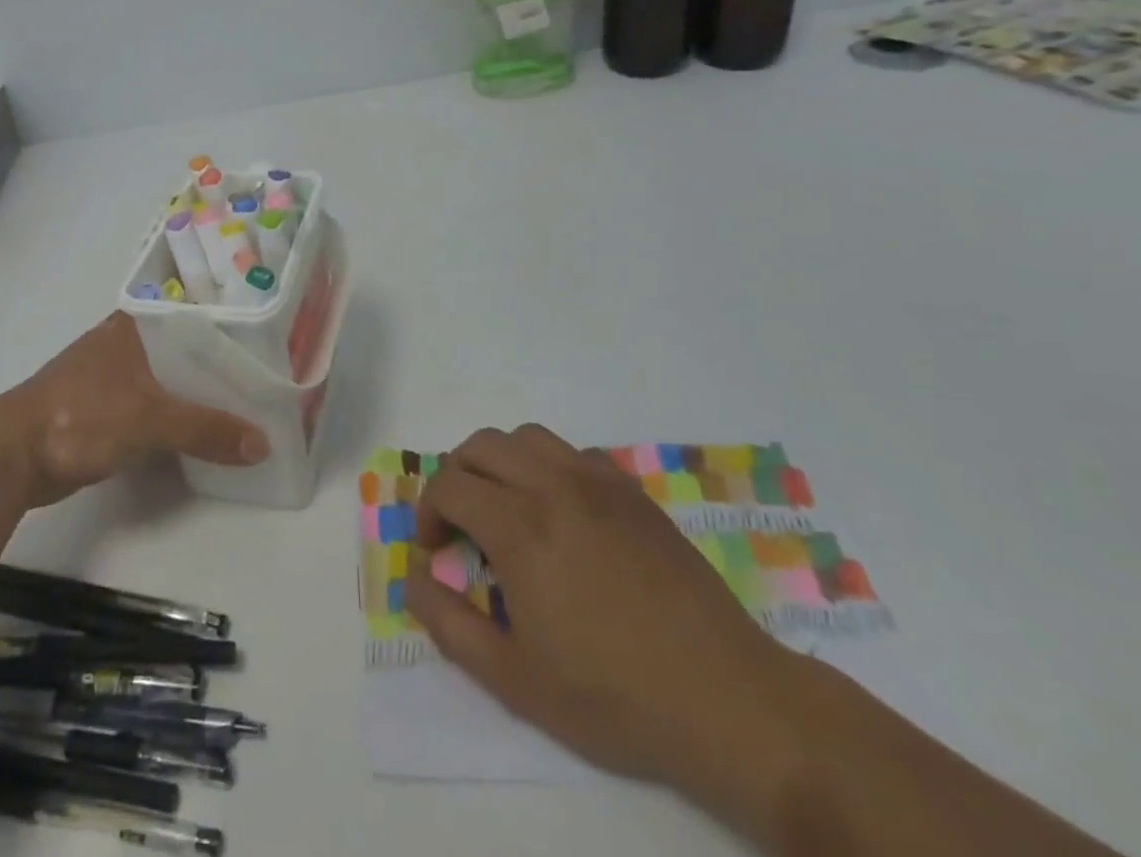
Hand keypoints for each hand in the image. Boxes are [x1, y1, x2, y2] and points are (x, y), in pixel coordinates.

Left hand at [0, 312, 269, 506]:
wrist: (14, 456)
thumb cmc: (82, 416)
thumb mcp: (150, 420)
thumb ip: (205, 429)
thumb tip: (262, 444)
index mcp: (135, 325)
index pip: (196, 317)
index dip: (232, 330)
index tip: (270, 343)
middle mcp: (125, 341)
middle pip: (185, 350)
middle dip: (220, 368)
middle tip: (266, 382)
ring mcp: (112, 374)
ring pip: (169, 379)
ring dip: (198, 394)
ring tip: (245, 406)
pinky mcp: (104, 406)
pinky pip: (154, 404)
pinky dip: (176, 415)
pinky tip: (202, 429)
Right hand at [405, 425, 805, 802]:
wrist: (728, 702)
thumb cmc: (614, 697)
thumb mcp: (515, 680)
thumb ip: (450, 624)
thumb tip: (412, 579)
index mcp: (520, 527)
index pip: (449, 485)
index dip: (428, 511)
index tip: (433, 549)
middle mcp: (553, 487)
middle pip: (480, 446)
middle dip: (455, 476)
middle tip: (459, 522)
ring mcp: (598, 483)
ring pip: (526, 437)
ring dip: (499, 461)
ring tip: (504, 506)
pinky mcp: (633, 493)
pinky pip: (573, 452)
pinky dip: (547, 466)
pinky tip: (559, 512)